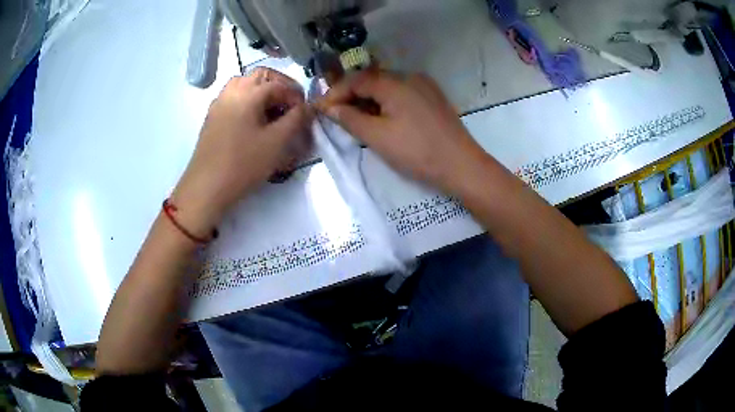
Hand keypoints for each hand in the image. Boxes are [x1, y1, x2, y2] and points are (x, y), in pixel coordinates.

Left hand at [172, 67, 311, 237]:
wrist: (206, 187)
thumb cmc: (243, 163)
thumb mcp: (277, 142)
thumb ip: (297, 119)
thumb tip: (308, 107)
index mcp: (248, 93)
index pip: (279, 84)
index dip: (296, 94)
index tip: (305, 111)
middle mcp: (232, 92)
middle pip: (260, 76)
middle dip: (279, 86)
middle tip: (290, 104)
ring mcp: (219, 104)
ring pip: (243, 85)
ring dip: (261, 91)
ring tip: (271, 110)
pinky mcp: (212, 118)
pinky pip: (232, 98)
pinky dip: (247, 100)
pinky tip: (252, 121)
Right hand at [316, 70, 485, 193]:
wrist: (461, 165)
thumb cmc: (417, 152)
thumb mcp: (377, 137)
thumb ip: (350, 119)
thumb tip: (330, 108)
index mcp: (394, 83)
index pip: (356, 80)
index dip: (336, 93)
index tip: (321, 109)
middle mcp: (410, 76)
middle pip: (372, 80)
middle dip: (351, 95)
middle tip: (337, 115)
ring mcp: (424, 86)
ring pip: (387, 87)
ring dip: (368, 99)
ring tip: (357, 118)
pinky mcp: (433, 97)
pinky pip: (402, 93)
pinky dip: (386, 102)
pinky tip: (382, 117)